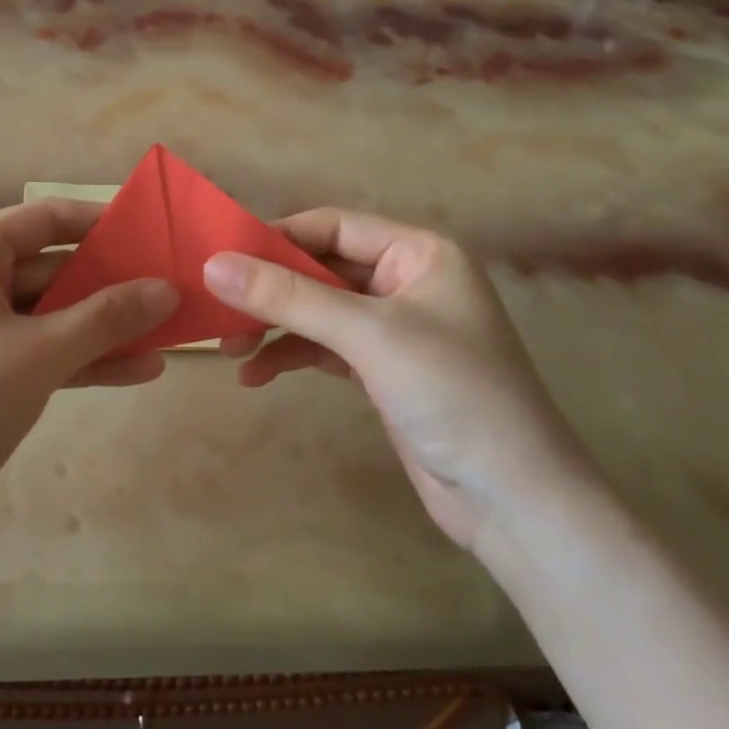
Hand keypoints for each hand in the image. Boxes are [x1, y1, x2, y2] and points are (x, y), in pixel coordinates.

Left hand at [0, 199, 178, 519]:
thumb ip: (109, 316)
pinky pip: (38, 352)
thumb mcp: (42, 353)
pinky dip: (81, 359)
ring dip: (104, 327)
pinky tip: (139, 371)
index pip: (45, 219)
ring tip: (168, 335)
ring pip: (49, 316)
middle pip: (51, 269)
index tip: (153, 234)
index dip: (101, 224)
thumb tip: (168, 289)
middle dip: (112, 285)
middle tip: (173, 292)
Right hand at [204, 210, 599, 550]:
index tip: (221, 256)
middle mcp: (407, 281)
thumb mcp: (368, 335)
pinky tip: (256, 375)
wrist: (515, 503)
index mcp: (419, 253)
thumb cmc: (453, 394)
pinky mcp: (383, 370)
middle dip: (269, 289)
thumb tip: (212, 265)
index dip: (276, 237)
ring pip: (317, 309)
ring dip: (274, 325)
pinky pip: (324, 347)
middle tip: (217, 310)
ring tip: (229, 348)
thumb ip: (289, 296)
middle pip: (320, 268)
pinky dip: (290, 356)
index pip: (333, 226)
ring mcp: (394, 327)